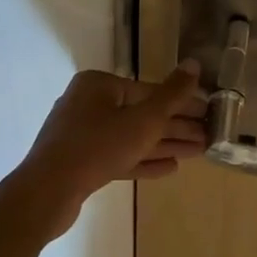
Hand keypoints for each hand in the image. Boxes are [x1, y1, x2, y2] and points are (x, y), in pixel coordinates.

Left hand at [12, 64, 208, 222]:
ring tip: (198, 152)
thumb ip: (172, 94)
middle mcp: (88, 104)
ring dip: (165, 145)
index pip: (150, 90)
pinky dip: (144, 161)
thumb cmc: (97, 147)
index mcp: (99, 85)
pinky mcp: (81, 162)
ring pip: (132, 137)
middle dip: (176, 127)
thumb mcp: (143, 120)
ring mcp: (82, 134)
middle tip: (209, 137)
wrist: (47, 193)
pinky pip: (119, 156)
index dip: (183, 103)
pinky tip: (170, 168)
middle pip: (142, 113)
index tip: (209, 114)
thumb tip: (195, 63)